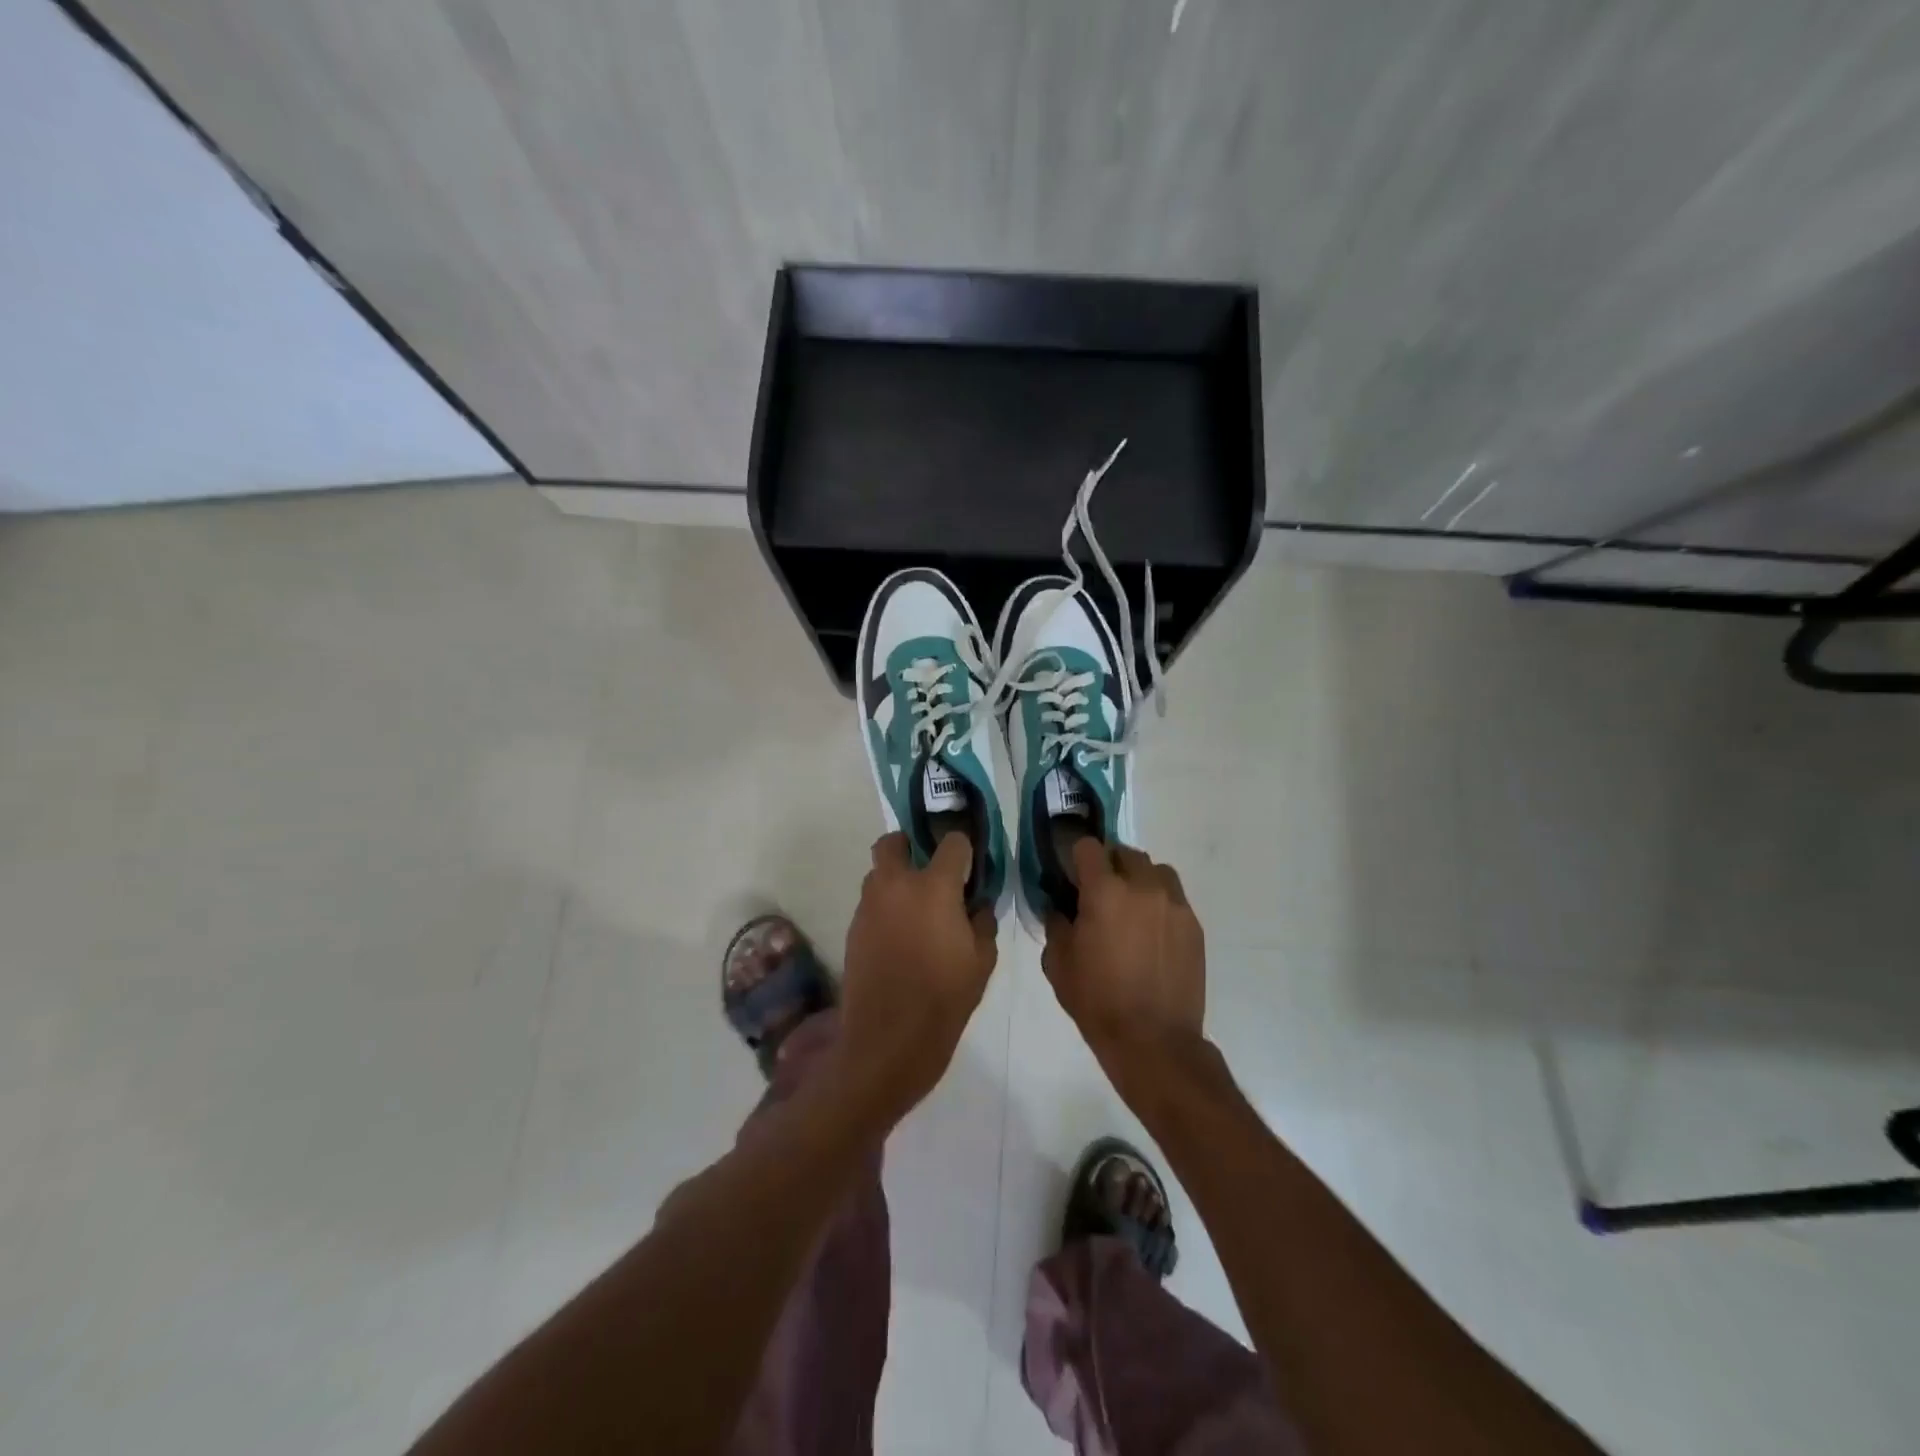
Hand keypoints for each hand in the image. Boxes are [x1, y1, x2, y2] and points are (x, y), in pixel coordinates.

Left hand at [837, 831, 998, 1125]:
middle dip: (911, 847)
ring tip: (917, 911)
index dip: (964, 850)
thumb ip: (982, 921)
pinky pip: (871, 903)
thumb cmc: (944, 1000)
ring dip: (897, 879)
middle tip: (931, 872)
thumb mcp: (982, 962)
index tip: (970, 867)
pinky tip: (901, 938)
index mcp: (934, 887)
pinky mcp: (853, 929)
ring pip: (879, 873)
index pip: (952, 843)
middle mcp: (895, 885)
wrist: (887, 1043)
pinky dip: (886, 908)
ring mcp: (868, 906)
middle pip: (894, 842)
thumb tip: (976, 904)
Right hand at [1043, 840, 1205, 1097]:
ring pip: (1156, 870)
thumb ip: (1057, 925)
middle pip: (1125, 853)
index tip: (1072, 876)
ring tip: (1131, 908)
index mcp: (1104, 891)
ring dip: (1140, 879)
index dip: (1077, 857)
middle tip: (1100, 894)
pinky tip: (1151, 934)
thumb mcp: (1058, 964)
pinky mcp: (1194, 925)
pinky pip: (1174, 898)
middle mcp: (1143, 887)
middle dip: (1110, 866)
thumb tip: (1061, 908)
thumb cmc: (1098, 1000)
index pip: (1089, 847)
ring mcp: (1174, 904)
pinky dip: (1160, 904)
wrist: (1153, 1040)